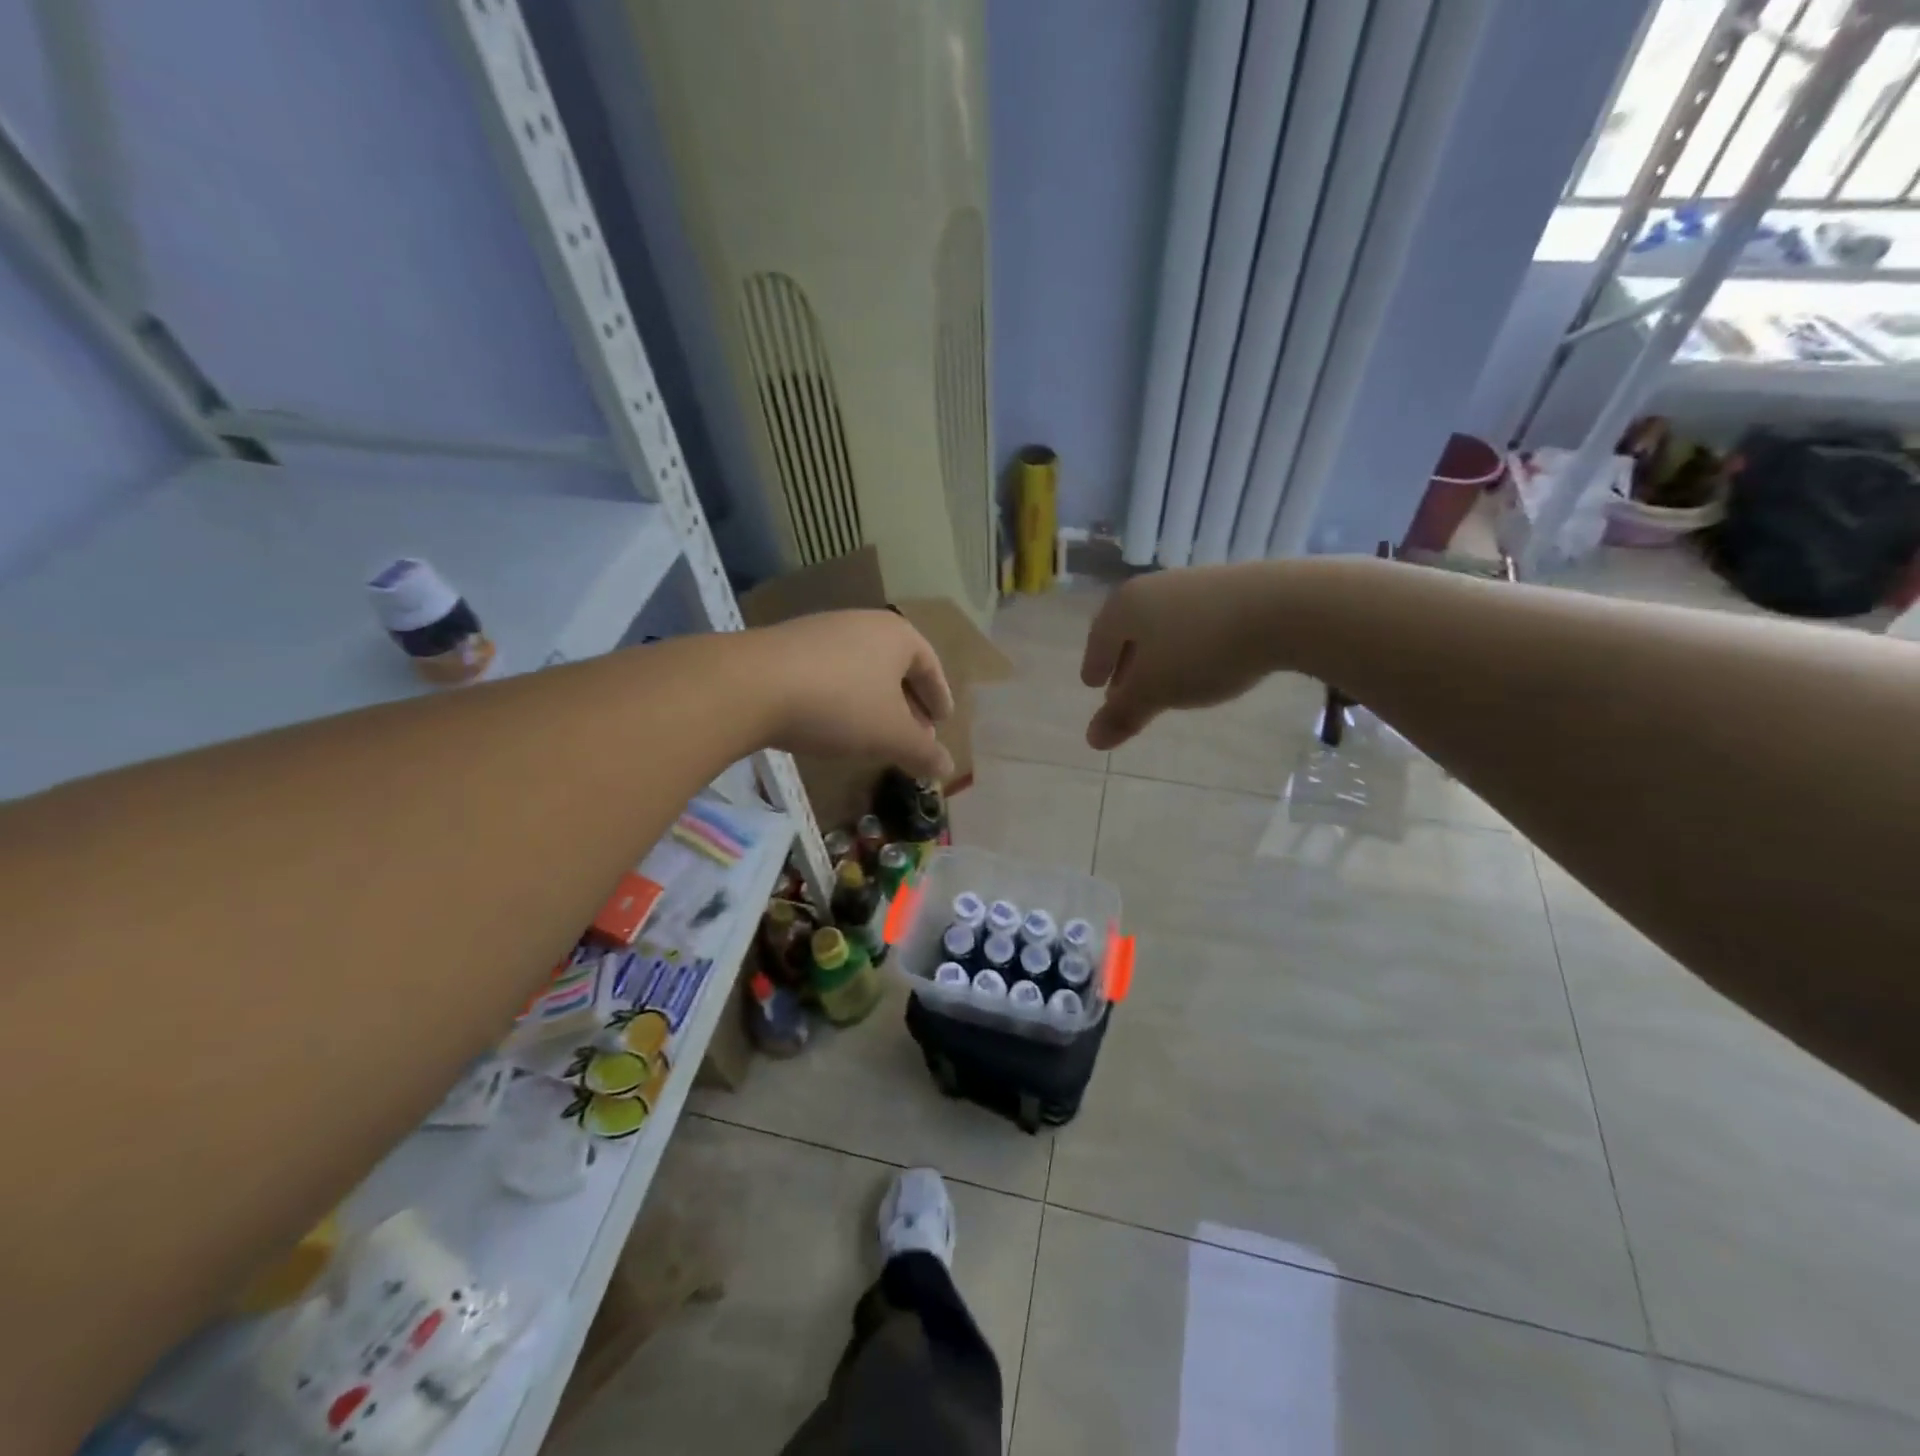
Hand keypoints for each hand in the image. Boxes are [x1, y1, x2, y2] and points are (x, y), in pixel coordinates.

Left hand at [743, 610, 954, 779]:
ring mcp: (823, 630)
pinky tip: (833, 723)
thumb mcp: (890, 735)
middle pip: (896, 666)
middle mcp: (863, 623)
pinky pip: (831, 672)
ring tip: (874, 734)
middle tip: (913, 735)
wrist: (752, 686)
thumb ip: (923, 752)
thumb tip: (948, 768)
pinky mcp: (789, 645)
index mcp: (897, 635)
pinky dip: (843, 697)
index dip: (939, 697)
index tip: (942, 722)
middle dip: (908, 704)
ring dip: (875, 702)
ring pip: (863, 669)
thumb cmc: (840, 705)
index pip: (930, 665)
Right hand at [1080, 565, 1281, 748]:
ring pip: (1163, 624)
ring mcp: (1195, 584)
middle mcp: (1155, 588)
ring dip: (1157, 654)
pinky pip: (1195, 621)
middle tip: (1123, 688)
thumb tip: (1091, 738)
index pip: (1099, 638)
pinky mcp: (1233, 589)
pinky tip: (1202, 664)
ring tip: (1164, 680)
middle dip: (1124, 660)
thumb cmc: (1201, 650)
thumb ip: (1122, 714)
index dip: (1094, 664)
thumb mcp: (1155, 690)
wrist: (1285, 608)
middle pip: (1130, 628)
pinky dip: (1187, 644)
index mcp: (1126, 606)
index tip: (1092, 684)